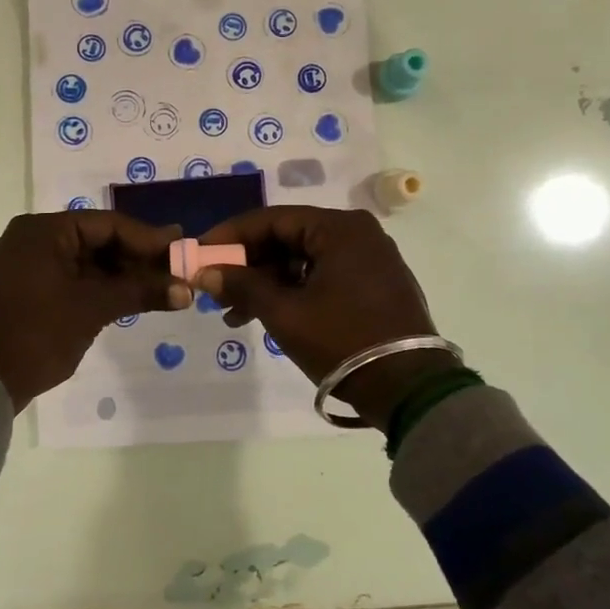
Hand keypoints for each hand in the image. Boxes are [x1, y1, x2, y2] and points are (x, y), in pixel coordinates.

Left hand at [0, 211, 188, 409]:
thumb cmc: (37, 334)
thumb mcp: (93, 309)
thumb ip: (140, 291)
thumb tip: (186, 290)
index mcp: (41, 231)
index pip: (107, 224)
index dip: (147, 238)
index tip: (180, 248)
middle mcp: (27, 239)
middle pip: (94, 240)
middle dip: (134, 258)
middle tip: (172, 270)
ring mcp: (19, 265)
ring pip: (80, 261)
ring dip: (117, 275)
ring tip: (155, 287)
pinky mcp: (17, 290)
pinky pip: (64, 278)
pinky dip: (93, 287)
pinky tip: (123, 299)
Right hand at [195, 207, 452, 430]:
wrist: (409, 389)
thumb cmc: (342, 341)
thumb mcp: (284, 312)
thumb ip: (242, 285)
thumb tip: (204, 272)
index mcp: (339, 228)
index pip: (272, 219)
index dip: (231, 236)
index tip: (200, 252)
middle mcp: (357, 234)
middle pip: (288, 239)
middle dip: (248, 265)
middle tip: (215, 289)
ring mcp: (369, 259)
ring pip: (303, 261)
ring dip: (267, 283)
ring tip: (234, 314)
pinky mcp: (374, 284)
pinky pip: (323, 276)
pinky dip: (293, 292)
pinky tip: (266, 315)